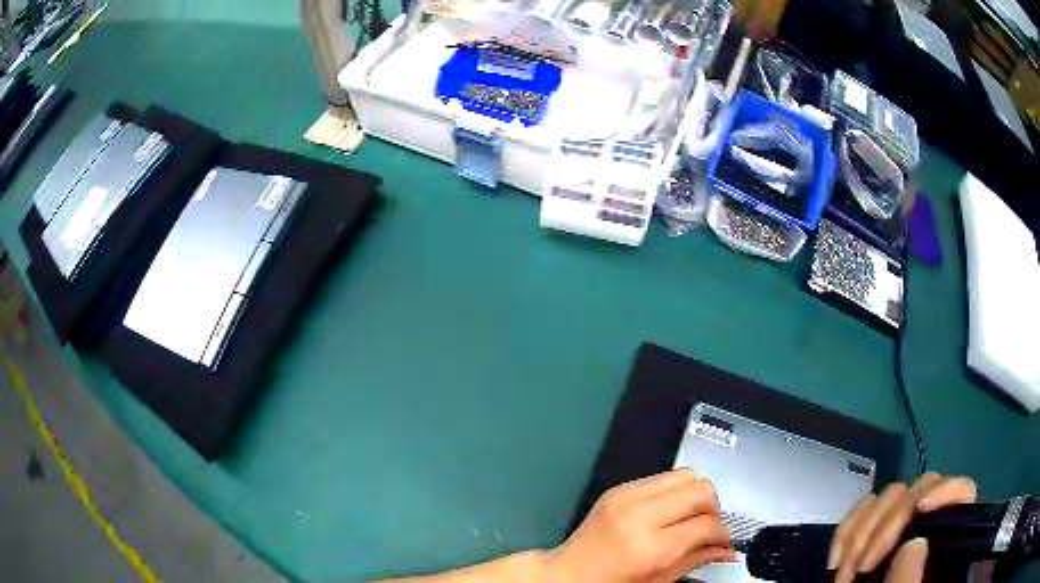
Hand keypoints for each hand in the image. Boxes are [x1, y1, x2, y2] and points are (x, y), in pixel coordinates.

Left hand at [548, 469, 735, 581]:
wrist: (567, 573)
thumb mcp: (658, 581)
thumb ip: (696, 560)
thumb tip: (727, 550)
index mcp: (649, 547)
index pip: (706, 524)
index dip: (722, 534)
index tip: (723, 541)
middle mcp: (639, 514)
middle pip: (701, 489)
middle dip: (714, 508)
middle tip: (709, 527)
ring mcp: (626, 496)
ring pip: (685, 475)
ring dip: (696, 495)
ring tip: (691, 517)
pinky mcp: (619, 488)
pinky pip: (662, 477)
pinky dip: (675, 491)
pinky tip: (670, 512)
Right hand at [829, 472, 977, 582]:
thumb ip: (911, 579)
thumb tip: (914, 544)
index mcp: (949, 536)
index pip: (961, 492)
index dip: (945, 489)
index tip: (920, 507)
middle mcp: (930, 523)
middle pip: (920, 491)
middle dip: (887, 526)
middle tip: (861, 569)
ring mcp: (901, 527)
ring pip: (889, 498)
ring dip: (861, 534)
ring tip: (845, 575)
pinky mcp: (874, 533)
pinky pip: (863, 511)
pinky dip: (847, 532)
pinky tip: (836, 562)